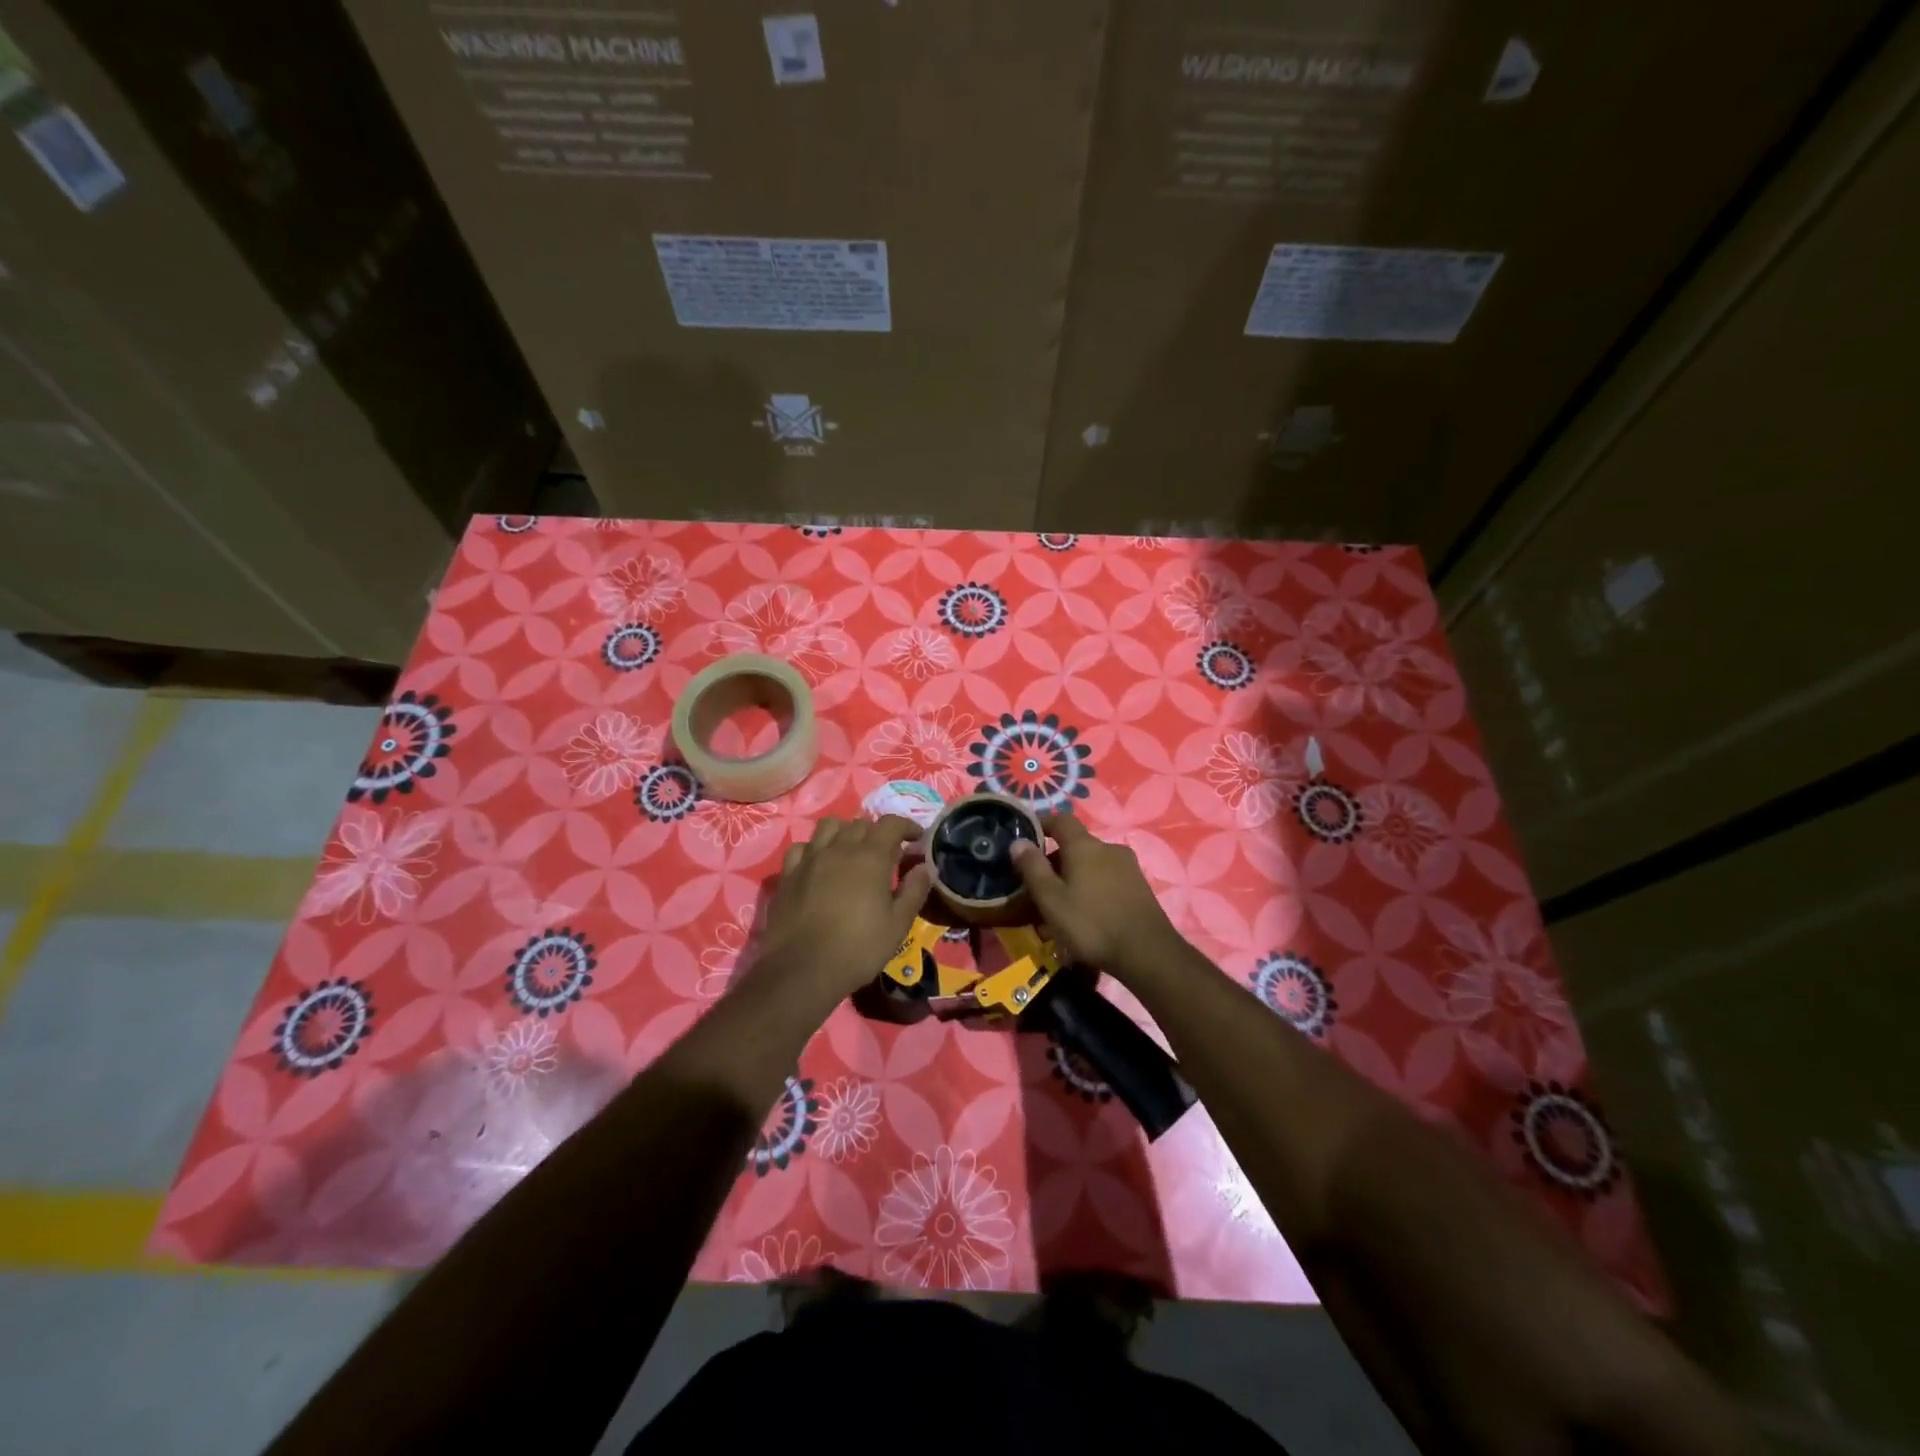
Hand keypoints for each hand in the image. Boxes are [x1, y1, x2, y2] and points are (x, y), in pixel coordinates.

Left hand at [755, 816, 931, 1003]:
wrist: (802, 969)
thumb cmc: (858, 948)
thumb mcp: (898, 925)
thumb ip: (914, 891)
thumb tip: (923, 868)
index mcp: (870, 857)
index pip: (891, 823)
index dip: (907, 826)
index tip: (916, 839)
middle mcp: (839, 848)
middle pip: (860, 823)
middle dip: (877, 832)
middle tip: (886, 854)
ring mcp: (810, 858)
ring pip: (829, 826)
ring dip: (844, 832)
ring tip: (851, 852)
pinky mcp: (788, 874)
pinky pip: (802, 847)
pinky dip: (815, 849)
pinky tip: (819, 865)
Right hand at [1009, 814, 1180, 979]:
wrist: (1147, 953)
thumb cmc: (1091, 923)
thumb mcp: (1051, 899)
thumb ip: (1032, 868)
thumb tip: (1018, 841)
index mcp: (1085, 846)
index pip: (1062, 820)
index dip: (1044, 824)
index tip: (1028, 837)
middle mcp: (1109, 849)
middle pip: (1077, 845)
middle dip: (1056, 860)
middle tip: (1039, 884)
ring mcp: (1128, 867)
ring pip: (1093, 864)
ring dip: (1075, 876)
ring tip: (1061, 905)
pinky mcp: (1140, 887)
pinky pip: (1108, 879)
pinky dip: (1092, 888)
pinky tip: (1087, 914)